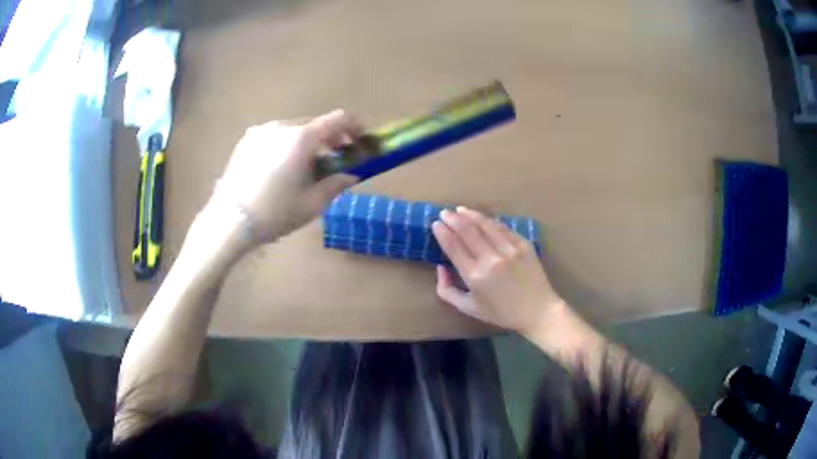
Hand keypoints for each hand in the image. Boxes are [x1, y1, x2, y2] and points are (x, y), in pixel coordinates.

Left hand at [211, 110, 360, 244]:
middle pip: (316, 124)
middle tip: (335, 159)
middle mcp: (282, 126)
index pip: (338, 119)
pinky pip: (276, 136)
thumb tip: (351, 175)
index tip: (361, 141)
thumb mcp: (312, 203)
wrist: (230, 221)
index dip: (355, 127)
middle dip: (331, 138)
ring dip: (308, 142)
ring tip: (305, 166)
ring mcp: (261, 131)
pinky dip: (287, 145)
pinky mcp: (247, 140)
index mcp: (302, 138)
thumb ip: (336, 183)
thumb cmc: (275, 212)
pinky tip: (282, 167)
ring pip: (295, 130)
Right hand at [431, 207, 563, 333]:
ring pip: (485, 225)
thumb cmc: (501, 313)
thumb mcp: (468, 308)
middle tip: (444, 213)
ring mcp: (510, 250)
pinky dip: (490, 221)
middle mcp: (491, 259)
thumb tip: (440, 266)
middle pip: (467, 231)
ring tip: (460, 210)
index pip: (454, 247)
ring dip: (470, 215)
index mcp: (475, 276)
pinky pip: (503, 228)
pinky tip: (482, 218)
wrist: (538, 311)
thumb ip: (447, 290)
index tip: (436, 224)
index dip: (443, 233)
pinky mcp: (524, 245)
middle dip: (453, 219)